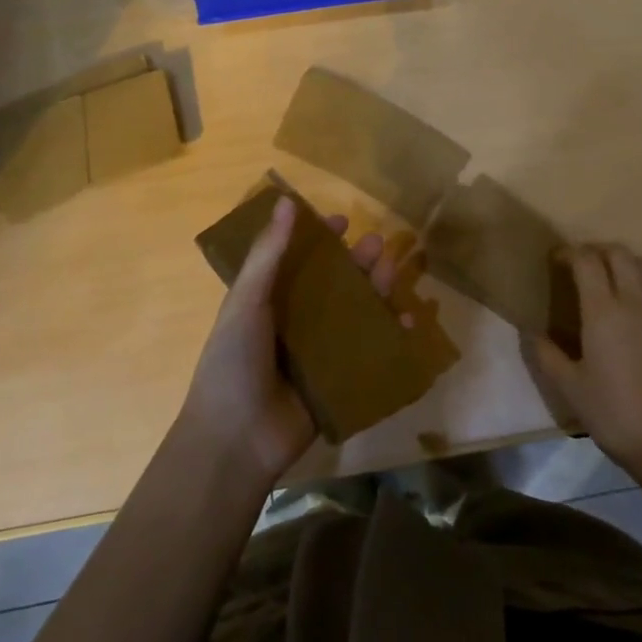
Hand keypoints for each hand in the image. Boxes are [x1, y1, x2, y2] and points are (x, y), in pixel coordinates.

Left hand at [180, 196, 405, 485]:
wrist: (236, 440)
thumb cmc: (233, 362)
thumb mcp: (246, 302)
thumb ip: (269, 254)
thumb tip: (287, 201)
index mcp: (268, 302)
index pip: (298, 262)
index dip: (319, 241)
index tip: (342, 222)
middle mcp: (296, 323)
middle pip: (334, 285)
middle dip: (357, 263)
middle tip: (379, 244)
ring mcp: (319, 353)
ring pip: (355, 314)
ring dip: (376, 291)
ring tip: (393, 272)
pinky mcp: (340, 380)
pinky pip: (370, 352)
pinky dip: (390, 335)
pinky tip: (408, 321)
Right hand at [528, 244, 641, 472]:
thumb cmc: (613, 414)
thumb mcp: (569, 387)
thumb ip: (546, 354)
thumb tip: (530, 331)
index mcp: (603, 312)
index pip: (586, 261)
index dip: (569, 253)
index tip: (557, 260)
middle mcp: (636, 302)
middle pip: (619, 254)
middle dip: (597, 251)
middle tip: (583, 266)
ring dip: (628, 263)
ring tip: (615, 277)